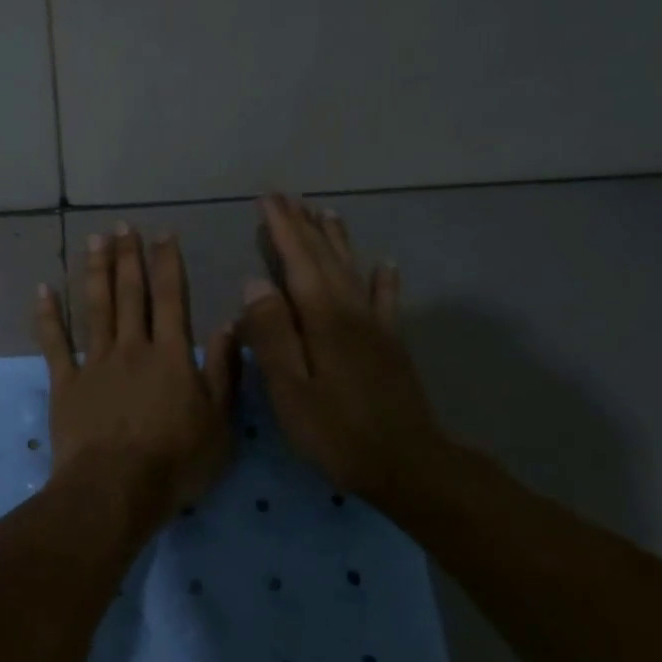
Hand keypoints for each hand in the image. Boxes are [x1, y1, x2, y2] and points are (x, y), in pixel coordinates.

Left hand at [35, 225, 237, 519]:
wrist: (116, 489)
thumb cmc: (175, 462)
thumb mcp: (220, 422)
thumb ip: (225, 371)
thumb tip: (230, 324)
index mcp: (171, 355)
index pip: (171, 298)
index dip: (167, 264)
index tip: (162, 234)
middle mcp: (132, 348)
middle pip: (130, 294)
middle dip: (128, 257)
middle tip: (122, 226)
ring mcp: (95, 363)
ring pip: (95, 308)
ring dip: (95, 272)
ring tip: (94, 240)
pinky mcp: (65, 383)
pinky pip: (55, 343)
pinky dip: (48, 316)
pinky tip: (43, 290)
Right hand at [239, 195, 454, 507]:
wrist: (407, 464)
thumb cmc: (337, 432)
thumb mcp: (290, 389)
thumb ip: (271, 334)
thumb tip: (254, 282)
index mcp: (323, 319)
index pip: (297, 261)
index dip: (282, 229)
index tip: (267, 199)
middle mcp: (351, 311)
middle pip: (325, 258)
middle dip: (305, 226)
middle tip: (288, 197)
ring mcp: (376, 327)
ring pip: (353, 271)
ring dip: (337, 240)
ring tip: (327, 213)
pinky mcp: (391, 345)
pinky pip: (386, 301)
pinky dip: (383, 279)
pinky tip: (385, 264)